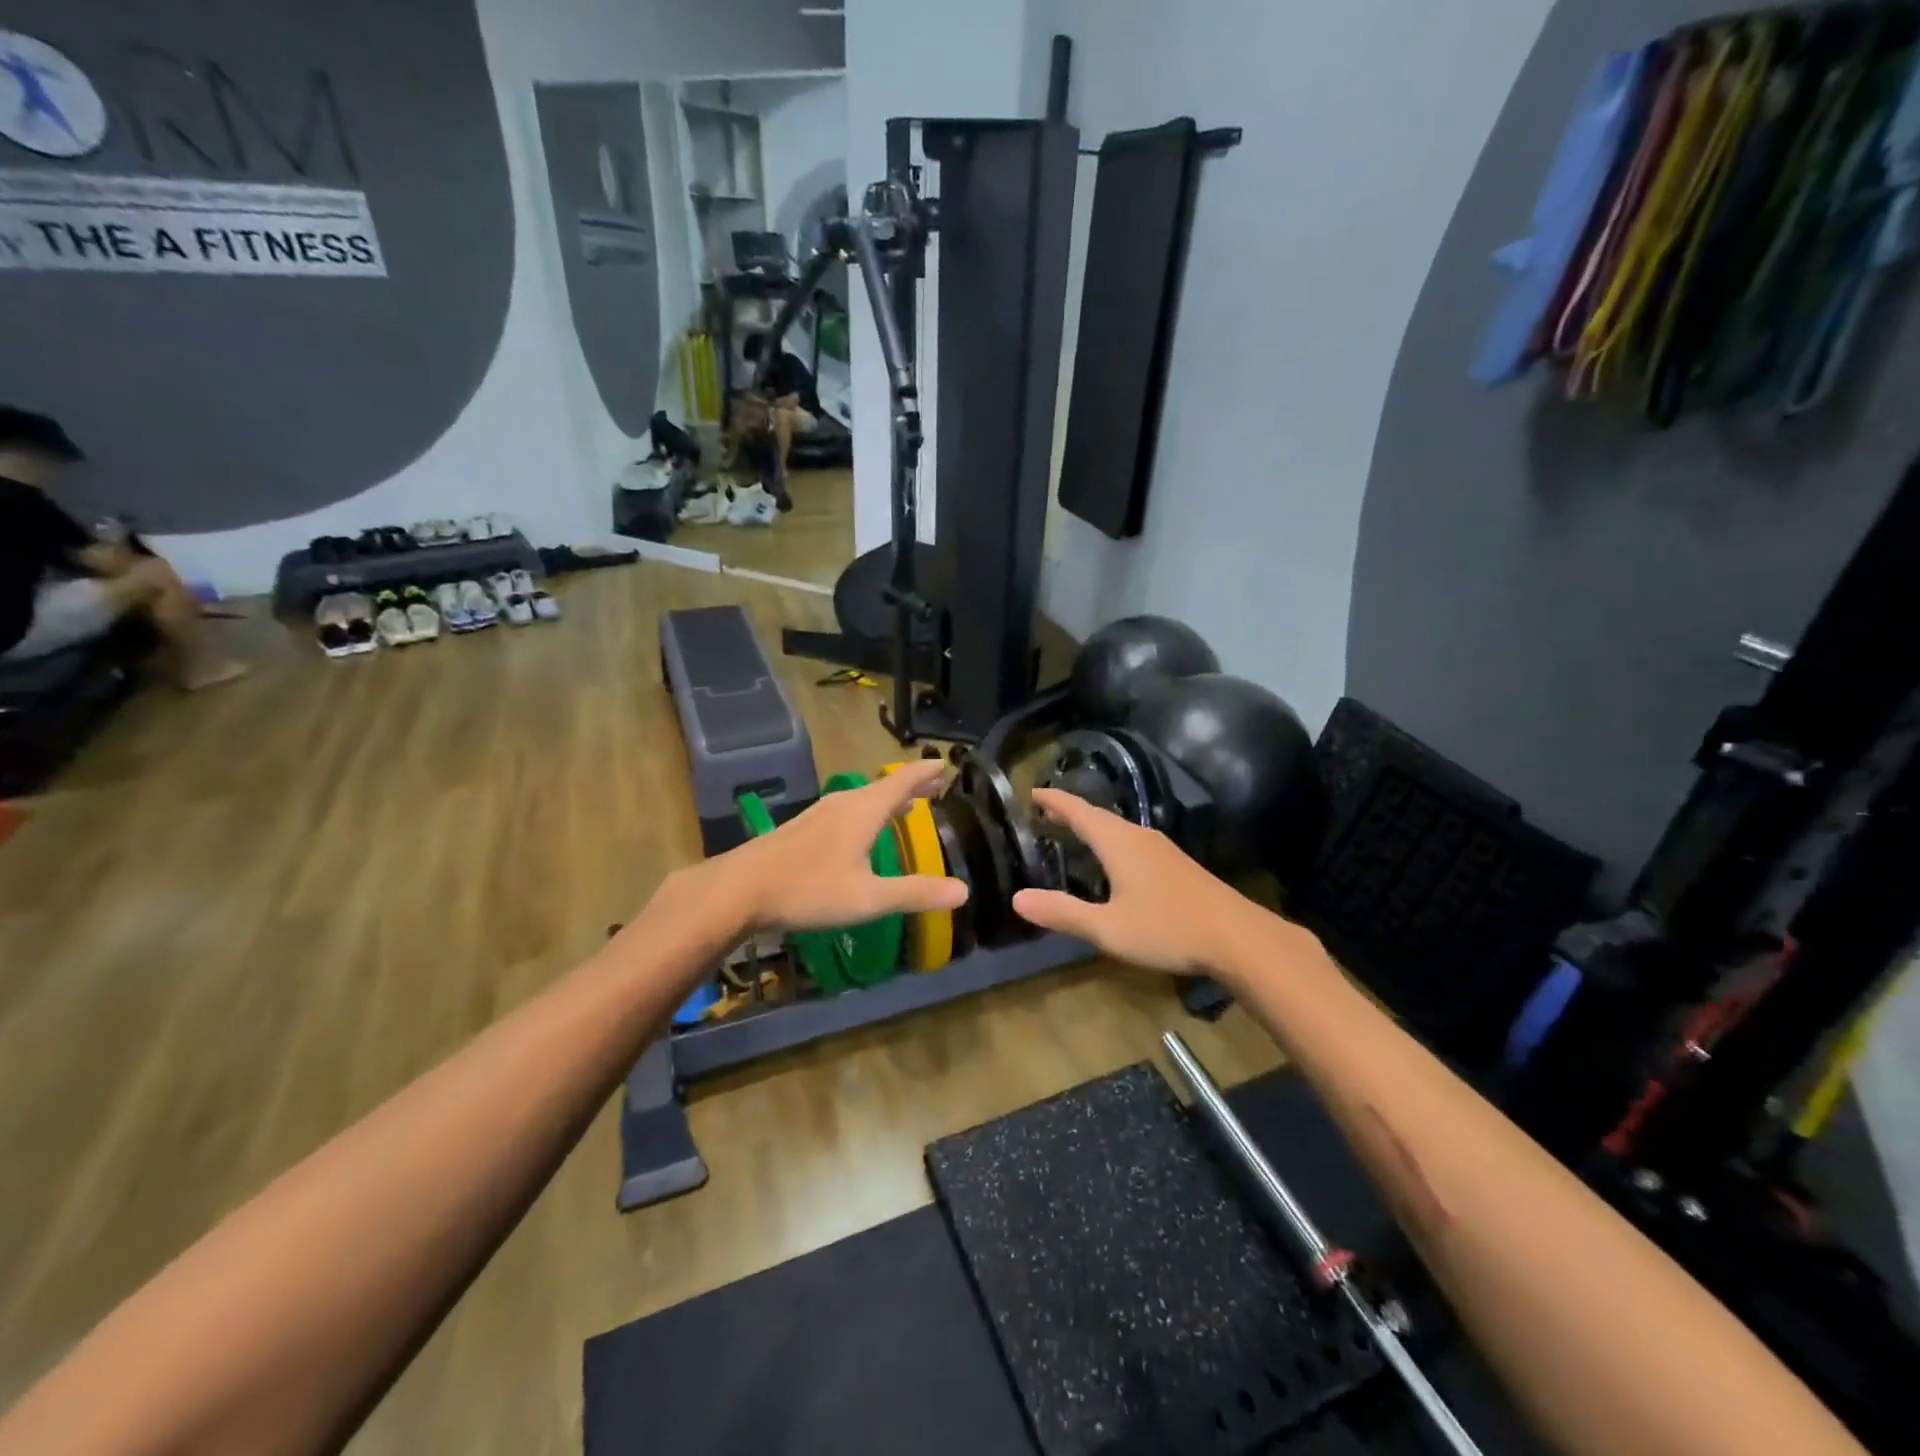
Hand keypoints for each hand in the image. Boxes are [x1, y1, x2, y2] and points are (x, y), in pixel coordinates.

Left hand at [706, 759, 967, 935]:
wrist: (739, 889)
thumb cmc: (809, 890)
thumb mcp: (868, 898)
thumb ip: (915, 893)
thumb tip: (963, 891)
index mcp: (864, 810)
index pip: (903, 780)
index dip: (925, 771)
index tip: (944, 763)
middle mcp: (843, 804)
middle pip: (883, 786)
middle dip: (911, 786)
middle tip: (935, 786)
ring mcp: (819, 814)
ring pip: (863, 798)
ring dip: (887, 799)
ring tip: (905, 806)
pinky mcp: (803, 828)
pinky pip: (847, 810)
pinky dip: (867, 811)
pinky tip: (861, 831)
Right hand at [1011, 789, 1258, 975]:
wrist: (1237, 936)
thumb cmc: (1166, 927)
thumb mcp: (1107, 928)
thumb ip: (1063, 912)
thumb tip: (1017, 898)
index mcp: (1118, 842)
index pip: (1078, 811)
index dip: (1054, 801)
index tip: (1032, 793)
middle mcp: (1139, 836)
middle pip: (1098, 816)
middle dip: (1070, 813)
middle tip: (1044, 814)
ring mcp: (1162, 848)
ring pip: (1118, 829)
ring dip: (1092, 827)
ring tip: (1072, 834)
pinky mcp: (1176, 864)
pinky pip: (1133, 842)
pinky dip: (1111, 842)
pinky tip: (1113, 863)